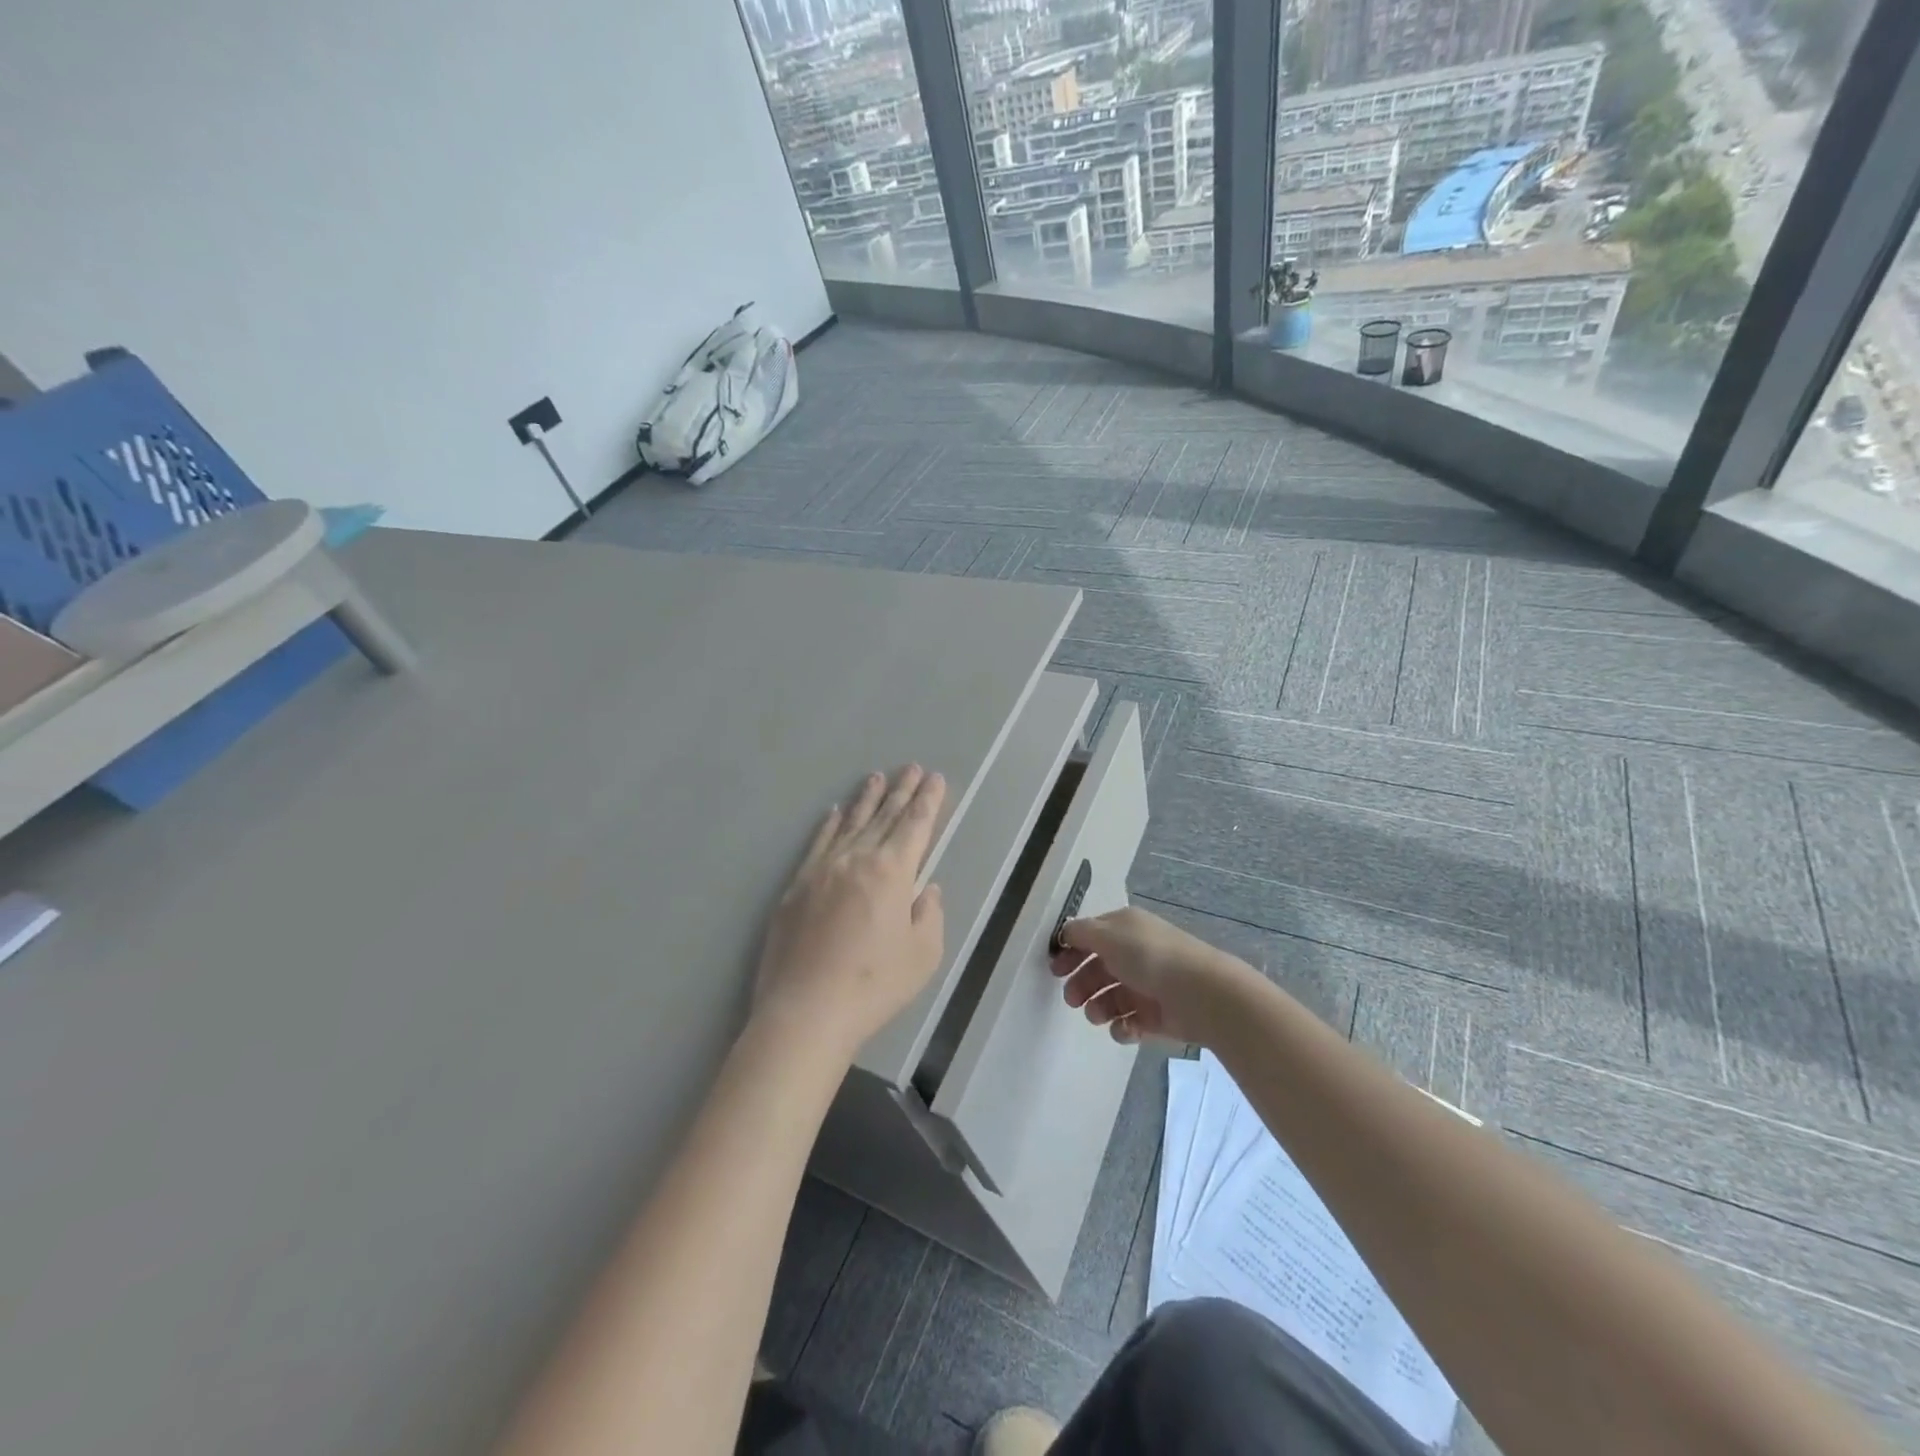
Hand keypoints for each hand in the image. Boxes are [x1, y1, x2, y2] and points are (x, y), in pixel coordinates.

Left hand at [754, 766, 946, 1058]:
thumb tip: (926, 890)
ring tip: (876, 777)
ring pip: (850, 824)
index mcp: (892, 872)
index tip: (935, 778)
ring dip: (866, 799)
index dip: (928, 800)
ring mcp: (822, 870)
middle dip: (901, 791)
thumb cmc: (874, 985)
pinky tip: (835, 812)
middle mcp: (857, 859)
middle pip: (884, 817)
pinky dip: (829, 825)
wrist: (806, 1011)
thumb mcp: (923, 955)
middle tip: (912, 767)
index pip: (915, 825)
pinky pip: (818, 843)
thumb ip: (929, 915)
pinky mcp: (796, 886)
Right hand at [1047, 905, 1251, 1045]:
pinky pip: (1132, 1022)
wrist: (1201, 994)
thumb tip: (1065, 933)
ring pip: (1113, 997)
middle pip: (1100, 968)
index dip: (1071, 950)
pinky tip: (1123, 1029)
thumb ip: (1080, 933)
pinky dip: (1123, 1027)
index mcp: (1126, 928)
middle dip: (1082, 984)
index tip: (1055, 970)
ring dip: (1098, 1007)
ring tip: (1097, 1016)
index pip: (1091, 936)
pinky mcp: (1159, 1015)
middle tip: (1071, 1000)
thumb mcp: (1107, 935)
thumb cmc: (1149, 957)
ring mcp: (1149, 985)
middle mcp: (1137, 953)